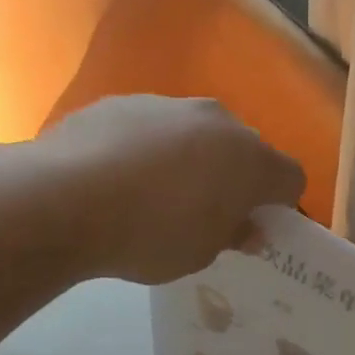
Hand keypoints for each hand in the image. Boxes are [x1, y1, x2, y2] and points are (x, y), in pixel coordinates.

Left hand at [41, 97, 305, 284]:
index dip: (280, 205)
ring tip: (155, 196)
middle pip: (244, 149)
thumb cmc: (149, 235)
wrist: (64, 198)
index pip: (290, 179)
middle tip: (208, 214)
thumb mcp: (199, 253)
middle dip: (236, 178)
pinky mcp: (123, 101)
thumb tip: (248, 227)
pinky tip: (119, 179)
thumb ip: (232, 235)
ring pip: (197, 134)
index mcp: (250, 159)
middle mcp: (217, 120)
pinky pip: (152, 128)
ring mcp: (168, 104)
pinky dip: (148, 149)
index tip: (256, 228)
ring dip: (192, 160)